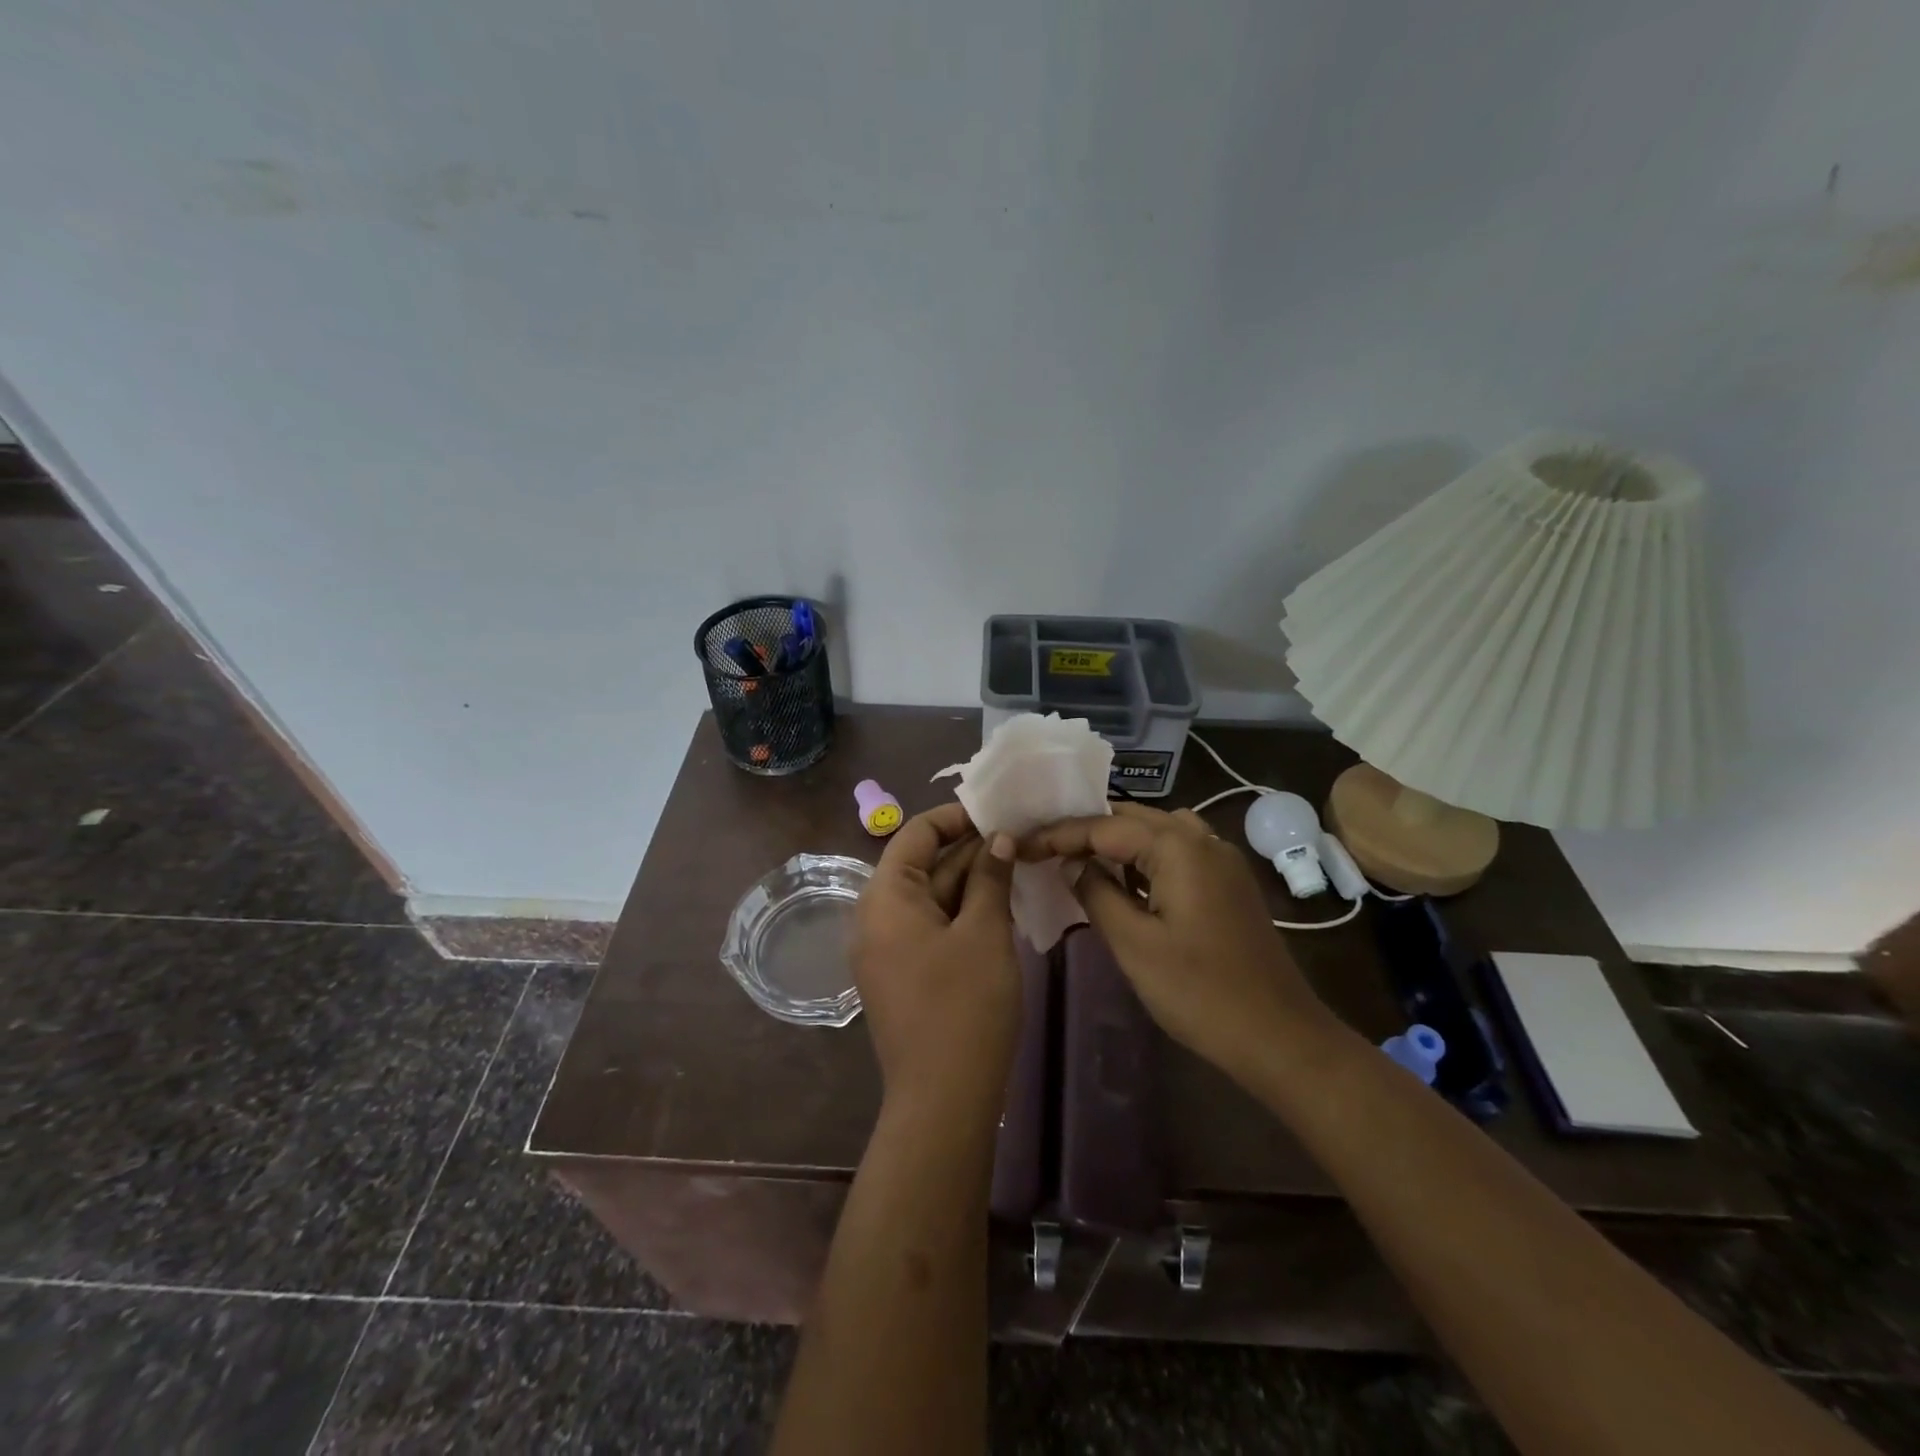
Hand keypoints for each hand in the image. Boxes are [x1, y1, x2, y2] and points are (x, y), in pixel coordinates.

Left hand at [852, 804, 1022, 1119]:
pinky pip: (929, 927)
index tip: (998, 815)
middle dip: (969, 850)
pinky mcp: (901, 974)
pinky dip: (960, 912)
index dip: (956, 818)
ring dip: (970, 882)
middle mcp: (875, 917)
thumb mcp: (984, 932)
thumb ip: (990, 878)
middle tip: (1019, 840)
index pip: (915, 834)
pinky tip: (998, 906)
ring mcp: (886, 949)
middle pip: (922, 865)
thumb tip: (998, 839)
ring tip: (1017, 866)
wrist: (943, 1099)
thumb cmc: (965, 1005)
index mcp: (884, 897)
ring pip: (929, 897)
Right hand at [1018, 803, 1336, 1081]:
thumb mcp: (1134, 944)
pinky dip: (1143, 858)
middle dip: (1085, 830)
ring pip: (1156, 833)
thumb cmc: (1200, 992)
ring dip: (1115, 841)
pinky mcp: (1227, 883)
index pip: (1103, 826)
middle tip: (1043, 846)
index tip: (1021, 845)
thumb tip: (1073, 864)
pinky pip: (1176, 853)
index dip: (1058, 835)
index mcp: (1178, 847)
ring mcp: (1220, 860)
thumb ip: (1096, 894)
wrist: (1279, 1036)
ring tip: (1074, 856)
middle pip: (1131, 818)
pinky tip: (1121, 879)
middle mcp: (1202, 839)